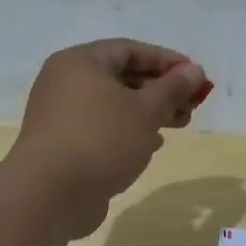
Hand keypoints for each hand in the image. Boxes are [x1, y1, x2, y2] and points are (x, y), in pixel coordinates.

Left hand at [8, 40, 210, 238]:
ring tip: (180, 124)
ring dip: (149, 112)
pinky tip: (152, 145)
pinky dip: (129, 131)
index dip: (166, 61)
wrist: (49, 194)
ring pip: (114, 105)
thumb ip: (172, 88)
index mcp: (81, 62)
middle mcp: (66, 82)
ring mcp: (62, 115)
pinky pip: (102, 128)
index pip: (130, 50)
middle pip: (122, 77)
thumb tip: (194, 70)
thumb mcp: (145, 110)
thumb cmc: (101, 140)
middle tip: (192, 104)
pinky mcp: (63, 144)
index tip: (196, 76)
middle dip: (161, 89)